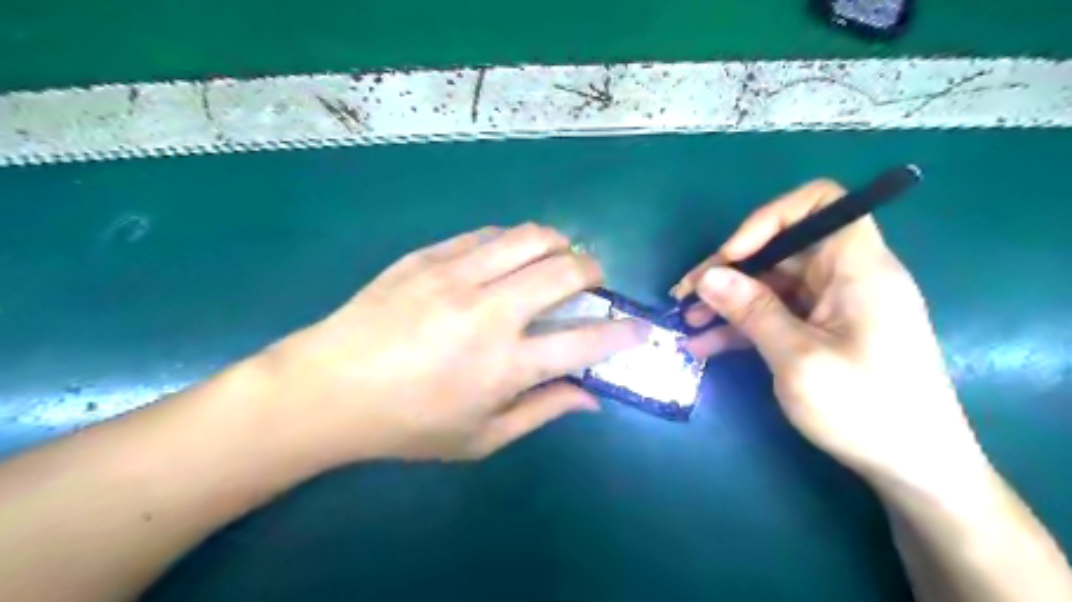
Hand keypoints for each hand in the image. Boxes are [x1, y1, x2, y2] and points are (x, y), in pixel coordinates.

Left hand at [260, 226, 642, 464]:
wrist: (328, 389)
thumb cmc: (407, 424)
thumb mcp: (480, 438)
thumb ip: (542, 412)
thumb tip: (591, 398)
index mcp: (505, 364)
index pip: (587, 341)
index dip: (623, 333)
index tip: (639, 327)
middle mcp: (489, 311)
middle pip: (565, 271)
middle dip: (594, 272)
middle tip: (591, 283)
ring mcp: (456, 276)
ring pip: (530, 237)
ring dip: (557, 244)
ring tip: (555, 259)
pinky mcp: (428, 256)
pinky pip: (486, 234)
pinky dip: (511, 241)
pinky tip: (506, 256)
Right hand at [673, 179, 991, 498]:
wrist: (913, 469)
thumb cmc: (866, 410)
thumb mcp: (798, 359)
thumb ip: (752, 311)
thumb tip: (708, 276)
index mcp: (858, 268)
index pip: (820, 204)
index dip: (770, 218)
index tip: (733, 255)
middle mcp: (845, 278)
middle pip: (781, 248)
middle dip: (729, 269)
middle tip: (685, 295)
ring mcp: (831, 307)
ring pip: (770, 285)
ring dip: (727, 300)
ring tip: (687, 322)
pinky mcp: (820, 332)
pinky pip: (774, 315)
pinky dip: (741, 325)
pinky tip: (705, 344)